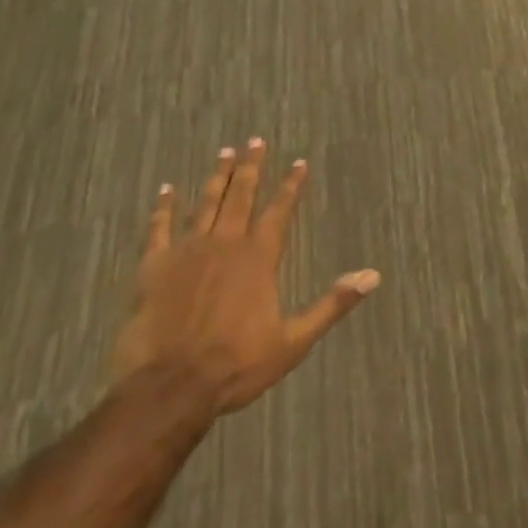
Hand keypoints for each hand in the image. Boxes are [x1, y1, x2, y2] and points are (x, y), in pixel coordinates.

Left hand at [112, 140, 379, 416]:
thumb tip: (372, 276)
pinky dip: (163, 207)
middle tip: (256, 140)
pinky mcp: (155, 266)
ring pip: (206, 204)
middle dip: (252, 167)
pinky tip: (166, 189)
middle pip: (242, 196)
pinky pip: (159, 228)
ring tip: (225, 152)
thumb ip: (332, 304)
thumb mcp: (294, 340)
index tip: (299, 162)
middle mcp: (226, 244)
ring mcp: (188, 251)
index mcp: (259, 258)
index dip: (291, 185)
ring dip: (218, 177)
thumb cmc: (237, 365)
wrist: (171, 387)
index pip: (280, 211)